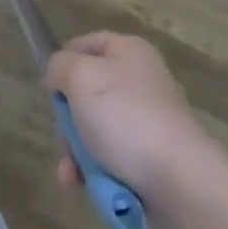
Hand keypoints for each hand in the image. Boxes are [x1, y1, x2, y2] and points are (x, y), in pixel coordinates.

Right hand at [44, 32, 217, 201]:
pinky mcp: (150, 154)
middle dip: (68, 119)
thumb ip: (60, 66)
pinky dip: (94, 168)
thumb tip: (56, 76)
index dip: (63, 62)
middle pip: (86, 91)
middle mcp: (139, 79)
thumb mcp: (81, 78)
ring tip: (71, 173)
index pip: (84, 44)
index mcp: (128, 51)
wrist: (179, 180)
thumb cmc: (126, 117)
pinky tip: (82, 184)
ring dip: (76, 151)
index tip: (49, 89)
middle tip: (65, 137)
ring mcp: (147, 118)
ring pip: (95, 127)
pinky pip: (111, 155)